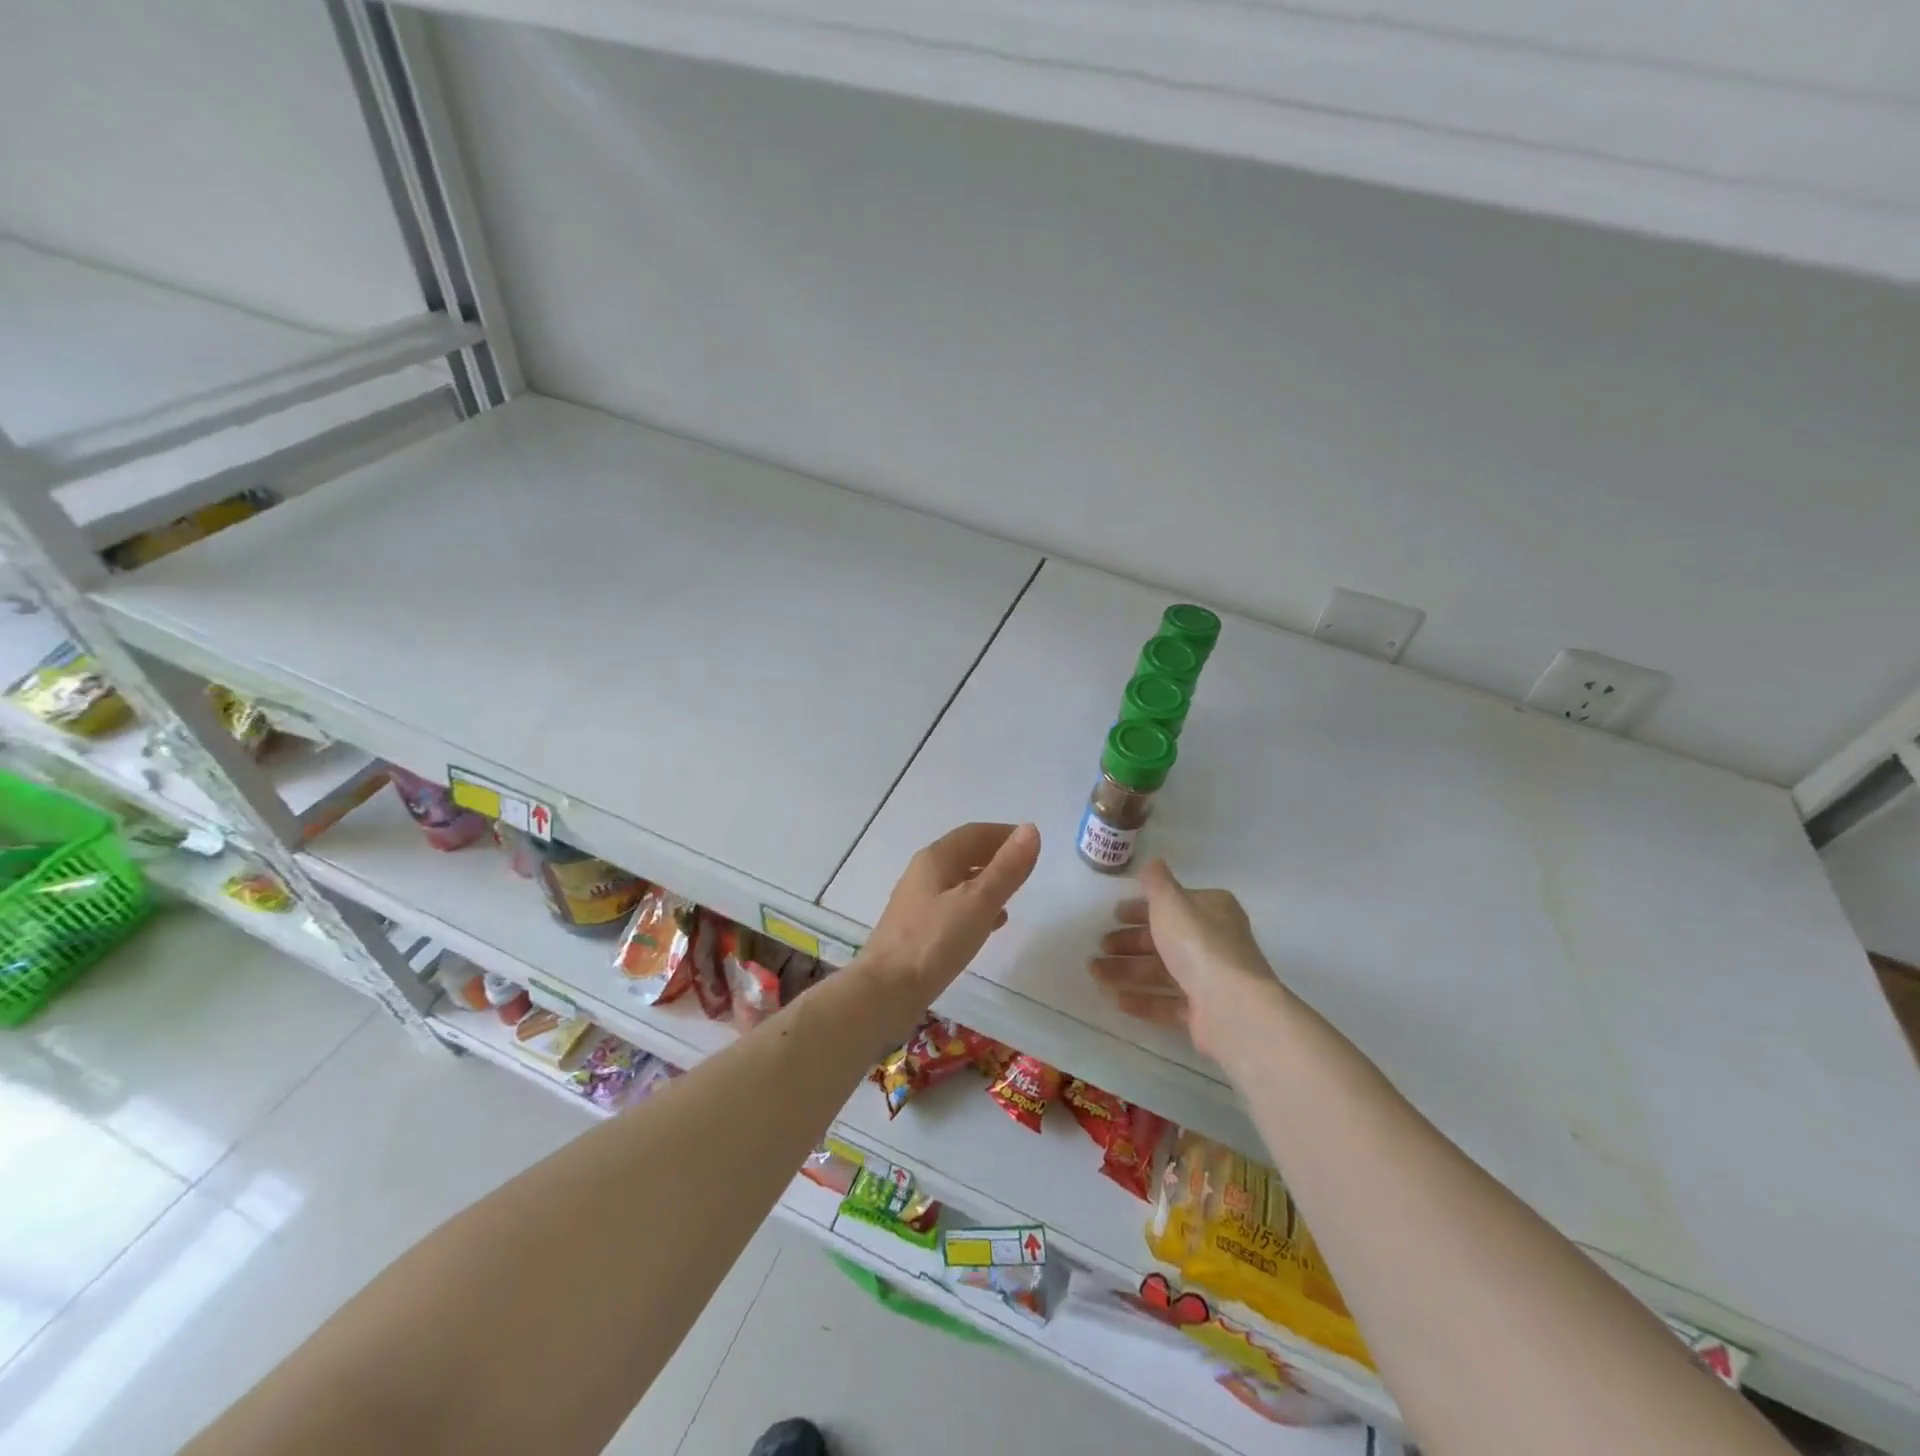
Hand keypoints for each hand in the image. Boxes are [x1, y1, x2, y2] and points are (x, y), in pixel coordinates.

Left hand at [858, 822, 1040, 1010]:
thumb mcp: (978, 902)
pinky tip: (990, 924)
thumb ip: (1006, 868)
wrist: (886, 991)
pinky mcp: (918, 929)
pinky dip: (975, 906)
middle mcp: (923, 874)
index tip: (1032, 842)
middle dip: (996, 856)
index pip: (974, 833)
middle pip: (964, 854)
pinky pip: (953, 906)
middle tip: (1026, 867)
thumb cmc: (934, 941)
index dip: (1004, 834)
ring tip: (1013, 894)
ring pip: (959, 881)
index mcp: (935, 859)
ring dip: (986, 882)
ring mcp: (918, 902)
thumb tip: (1030, 830)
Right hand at [1088, 858, 1286, 1059]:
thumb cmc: (1198, 943)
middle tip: (1100, 947)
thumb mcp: (1170, 901)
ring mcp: (1211, 979)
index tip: (1114, 916)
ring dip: (1128, 971)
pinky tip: (1117, 1000)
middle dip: (1129, 943)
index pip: (1172, 905)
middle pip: (1165, 939)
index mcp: (1211, 911)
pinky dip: (1144, 1000)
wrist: (1231, 1005)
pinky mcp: (1205, 1012)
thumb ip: (1156, 882)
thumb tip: (1152, 862)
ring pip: (1162, 971)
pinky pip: (1169, 1003)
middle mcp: (1214, 942)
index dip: (1141, 909)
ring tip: (1096, 974)